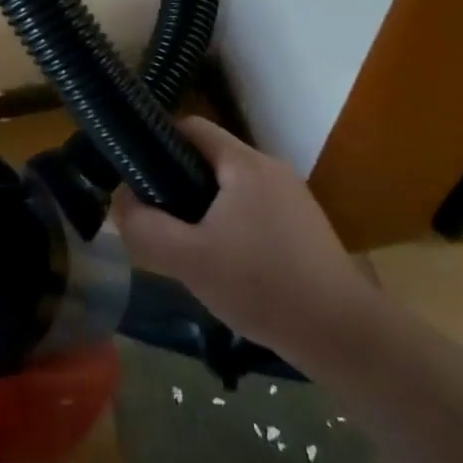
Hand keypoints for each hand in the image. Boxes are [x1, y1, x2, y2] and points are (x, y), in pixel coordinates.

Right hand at [109, 117, 376, 360]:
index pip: (191, 127)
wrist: (341, 334)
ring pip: (231, 188)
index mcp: (245, 164)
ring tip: (187, 247)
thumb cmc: (261, 286)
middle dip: (177, 183)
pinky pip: (253, 210)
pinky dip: (230, 225)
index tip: (135, 175)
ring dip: (203, 208)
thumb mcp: (187, 259)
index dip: (156, 142)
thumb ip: (144, 226)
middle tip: (157, 220)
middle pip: (209, 159)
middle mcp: (272, 169)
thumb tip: (121, 199)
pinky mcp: (305, 226)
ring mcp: (293, 197)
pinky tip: (225, 265)